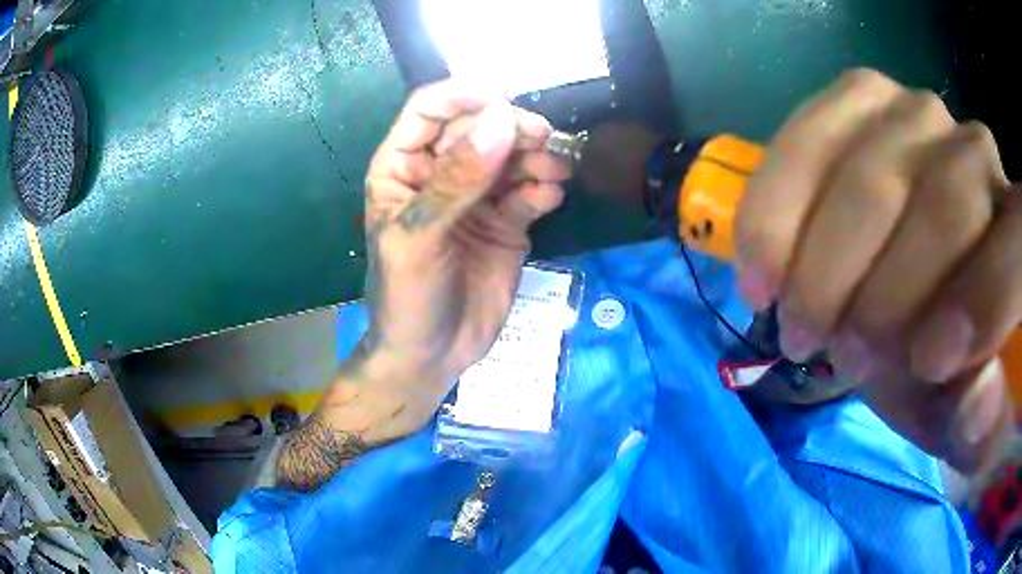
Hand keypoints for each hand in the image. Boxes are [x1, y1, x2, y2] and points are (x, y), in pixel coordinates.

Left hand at [358, 80, 566, 412]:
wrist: (431, 356)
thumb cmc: (406, 297)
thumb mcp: (418, 238)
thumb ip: (456, 181)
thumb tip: (502, 121)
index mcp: (403, 167)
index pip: (430, 109)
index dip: (464, 96)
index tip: (503, 101)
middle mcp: (441, 173)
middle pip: (479, 126)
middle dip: (511, 126)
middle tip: (541, 137)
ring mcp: (477, 196)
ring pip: (511, 155)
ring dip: (536, 155)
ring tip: (554, 171)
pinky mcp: (508, 221)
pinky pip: (531, 190)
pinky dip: (546, 186)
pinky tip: (552, 195)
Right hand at [735, 68, 1018, 472]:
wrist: (906, 286)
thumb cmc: (941, 355)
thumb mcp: (962, 408)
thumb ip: (978, 419)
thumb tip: (979, 397)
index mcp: (1019, 238)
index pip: (1016, 250)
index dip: (982, 302)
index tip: (926, 364)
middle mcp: (979, 154)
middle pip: (942, 203)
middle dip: (883, 295)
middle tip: (836, 354)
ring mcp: (916, 112)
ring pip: (869, 171)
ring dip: (820, 259)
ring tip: (794, 317)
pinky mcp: (858, 96)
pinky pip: (807, 136)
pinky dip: (777, 207)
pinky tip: (762, 262)